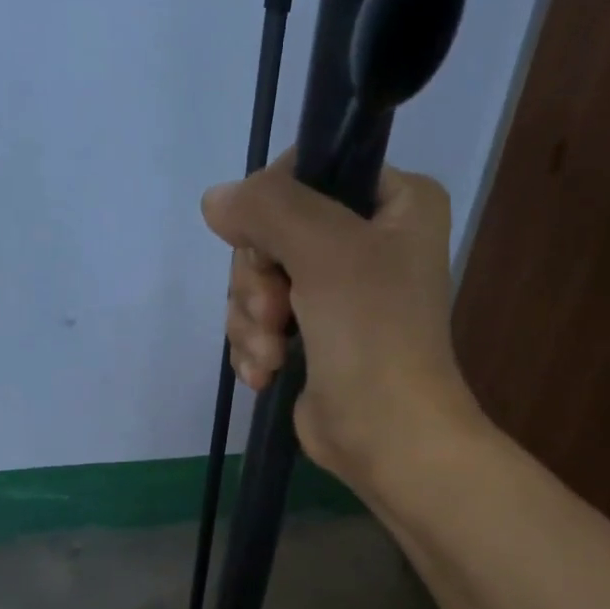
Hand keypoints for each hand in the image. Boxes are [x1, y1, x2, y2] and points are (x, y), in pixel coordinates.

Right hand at [201, 154, 479, 489]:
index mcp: (394, 204)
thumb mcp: (326, 250)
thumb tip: (215, 200)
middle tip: (276, 313)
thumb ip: (268, 207)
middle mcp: (366, 242)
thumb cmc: (372, 334)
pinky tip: (267, 374)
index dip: (272, 208)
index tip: (267, 247)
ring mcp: (335, 294)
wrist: (388, 436)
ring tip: (274, 354)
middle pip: (271, 232)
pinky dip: (255, 348)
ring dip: (252, 321)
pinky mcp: (310, 339)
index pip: (308, 172)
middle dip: (259, 281)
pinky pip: (257, 322)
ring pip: (257, 281)